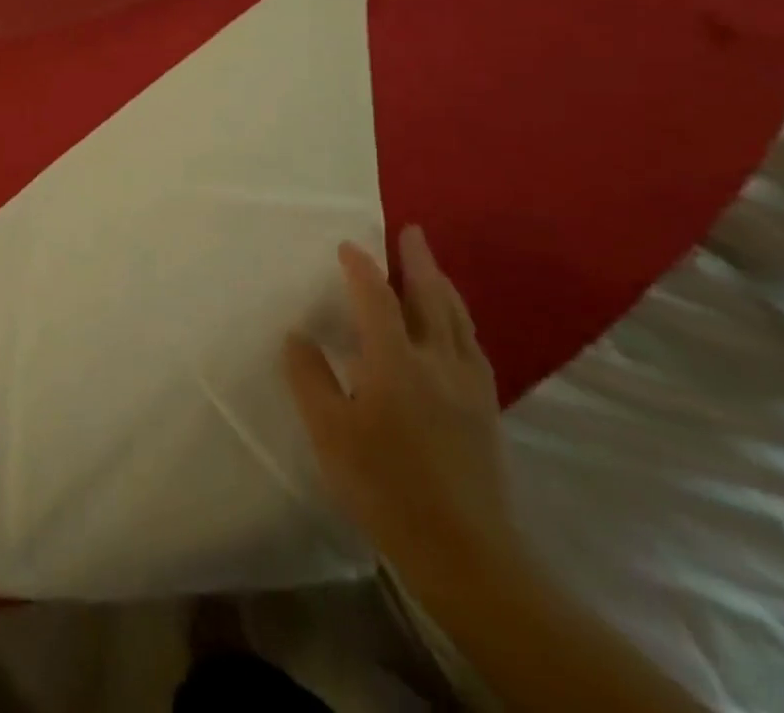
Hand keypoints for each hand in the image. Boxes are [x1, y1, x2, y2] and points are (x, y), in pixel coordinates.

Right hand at [284, 226, 519, 593]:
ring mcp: (469, 386)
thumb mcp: (330, 433)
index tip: (348, 245)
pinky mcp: (486, 410)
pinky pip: (472, 345)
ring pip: (459, 320)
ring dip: (443, 286)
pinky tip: (456, 329)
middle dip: (418, 261)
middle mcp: (438, 362)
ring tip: (433, 267)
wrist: (466, 554)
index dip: (361, 268)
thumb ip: (310, 378)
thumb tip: (297, 335)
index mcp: (397, 362)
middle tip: (411, 230)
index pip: (377, 299)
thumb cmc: (386, 487)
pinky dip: (460, 320)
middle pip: (431, 298)